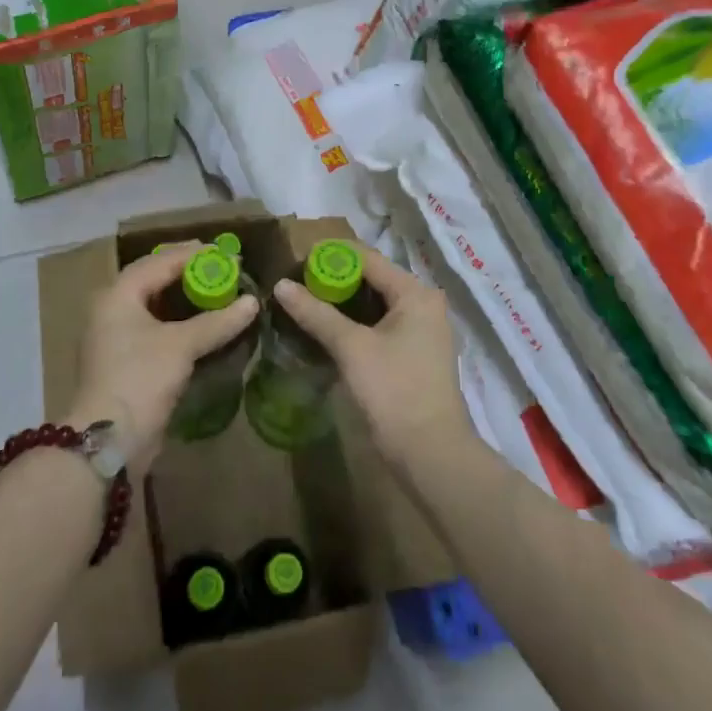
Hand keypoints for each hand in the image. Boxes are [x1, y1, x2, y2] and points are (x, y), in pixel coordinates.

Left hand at [62, 243, 258, 472]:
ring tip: (216, 291)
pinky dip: (179, 321)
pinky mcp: (125, 362)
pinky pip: (155, 329)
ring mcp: (116, 337)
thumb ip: (217, 321)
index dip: (193, 254)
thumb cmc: (140, 379)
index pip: (158, 261)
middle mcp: (112, 310)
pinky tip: (202, 325)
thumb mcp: (181, 346)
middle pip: (153, 279)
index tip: (224, 253)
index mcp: (118, 295)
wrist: (108, 441)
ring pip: (155, 305)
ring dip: (184, 297)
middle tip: (221, 267)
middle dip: (187, 271)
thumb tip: (252, 302)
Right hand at [271, 246, 472, 472]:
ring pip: (375, 303)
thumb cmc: (394, 390)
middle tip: (296, 282)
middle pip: (372, 279)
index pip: (368, 259)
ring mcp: (421, 330)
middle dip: (335, 279)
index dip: (332, 256)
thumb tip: (280, 285)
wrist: (431, 454)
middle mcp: (423, 304)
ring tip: (305, 301)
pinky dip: (354, 322)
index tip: (297, 260)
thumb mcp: (351, 348)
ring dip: (342, 302)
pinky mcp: (413, 353)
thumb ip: (316, 313)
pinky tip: (326, 328)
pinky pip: (379, 324)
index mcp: (415, 293)